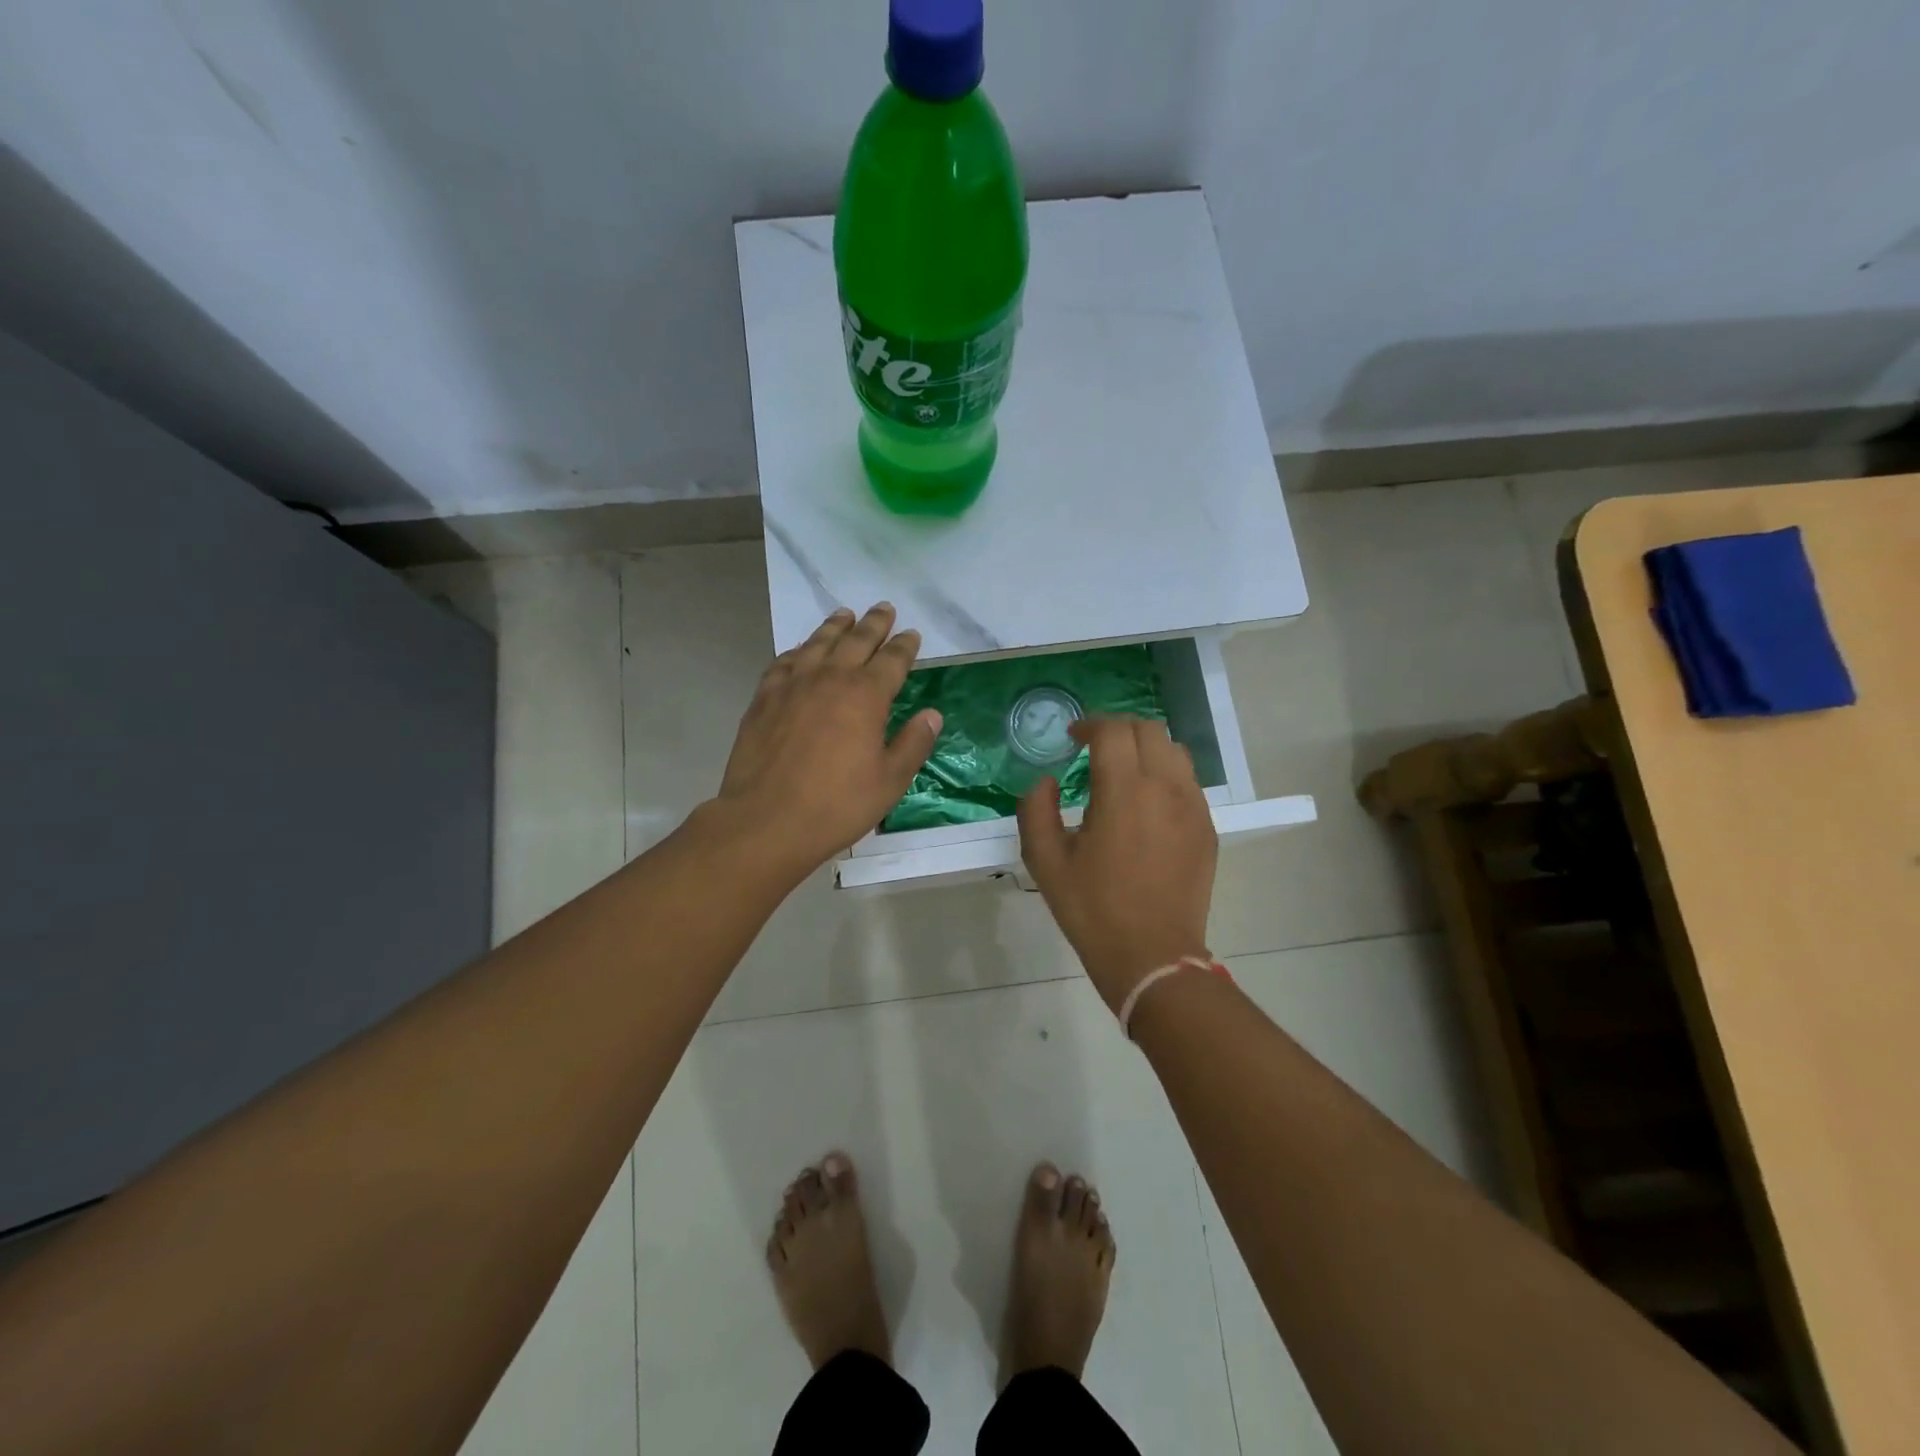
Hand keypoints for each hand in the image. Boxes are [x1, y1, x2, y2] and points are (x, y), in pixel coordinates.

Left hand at [716, 604, 940, 873]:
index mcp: (866, 696)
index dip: (905, 646)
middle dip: (874, 623)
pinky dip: (798, 650)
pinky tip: (801, 651)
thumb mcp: (890, 781)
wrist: (766, 820)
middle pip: (856, 641)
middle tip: (884, 608)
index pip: (892, 660)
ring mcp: (792, 685)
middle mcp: (830, 679)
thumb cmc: (837, 805)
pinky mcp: (763, 699)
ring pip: (817, 643)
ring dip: (835, 627)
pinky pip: (784, 662)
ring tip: (845, 614)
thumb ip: (913, 744)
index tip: (911, 634)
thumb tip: (932, 715)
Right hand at [1017, 717, 1217, 1011]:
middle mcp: (1165, 788)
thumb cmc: (1093, 910)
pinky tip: (1146, 803)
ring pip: (1175, 751)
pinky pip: (1188, 782)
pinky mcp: (1207, 828)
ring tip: (1123, 771)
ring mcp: (1193, 807)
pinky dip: (1165, 775)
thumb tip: (1046, 782)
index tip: (1073, 738)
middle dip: (1118, 730)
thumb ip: (1036, 810)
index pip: (1114, 731)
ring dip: (1146, 748)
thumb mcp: (1045, 862)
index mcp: (1125, 791)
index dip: (1090, 725)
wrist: (1152, 956)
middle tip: (1095, 748)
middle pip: (1149, 730)